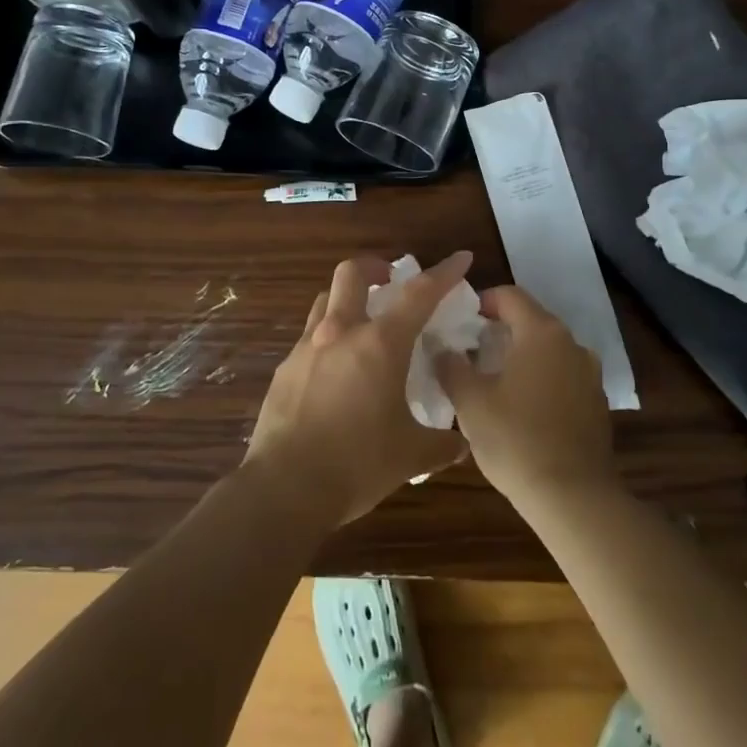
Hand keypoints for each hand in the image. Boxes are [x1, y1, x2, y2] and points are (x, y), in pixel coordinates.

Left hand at [244, 253, 471, 526]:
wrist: (285, 487)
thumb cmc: (357, 464)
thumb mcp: (410, 456)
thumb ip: (440, 444)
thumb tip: (460, 444)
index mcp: (380, 344)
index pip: (419, 293)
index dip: (444, 272)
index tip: (461, 258)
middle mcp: (341, 332)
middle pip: (352, 273)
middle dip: (375, 267)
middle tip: (390, 283)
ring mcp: (306, 348)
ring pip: (326, 300)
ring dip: (347, 299)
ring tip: (362, 323)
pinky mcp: (284, 370)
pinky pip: (309, 338)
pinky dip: (327, 339)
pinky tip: (335, 371)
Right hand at [436, 285, 616, 504]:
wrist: (574, 498)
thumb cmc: (516, 440)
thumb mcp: (470, 402)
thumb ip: (451, 366)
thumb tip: (440, 348)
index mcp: (541, 332)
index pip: (510, 295)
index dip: (482, 302)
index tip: (460, 322)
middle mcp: (571, 343)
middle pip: (531, 320)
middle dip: (499, 330)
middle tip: (469, 352)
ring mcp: (589, 374)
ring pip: (548, 349)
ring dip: (521, 355)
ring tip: (493, 380)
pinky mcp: (596, 403)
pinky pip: (563, 376)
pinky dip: (541, 379)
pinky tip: (522, 408)